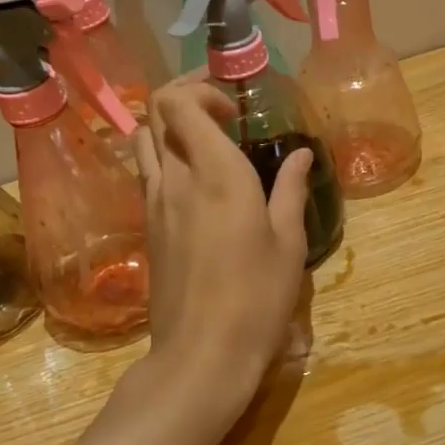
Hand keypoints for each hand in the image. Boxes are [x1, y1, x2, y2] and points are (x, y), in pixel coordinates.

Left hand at [132, 82, 312, 411]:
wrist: (201, 353)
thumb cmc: (257, 297)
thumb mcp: (288, 243)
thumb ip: (291, 189)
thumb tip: (301, 155)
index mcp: (215, 173)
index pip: (179, 103)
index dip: (201, 91)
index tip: (235, 114)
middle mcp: (175, 179)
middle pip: (155, 114)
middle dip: (184, 98)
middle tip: (220, 113)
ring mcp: (154, 204)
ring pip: (143, 142)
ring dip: (169, 129)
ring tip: (205, 144)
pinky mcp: (147, 228)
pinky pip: (147, 175)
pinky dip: (165, 160)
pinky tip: (195, 185)